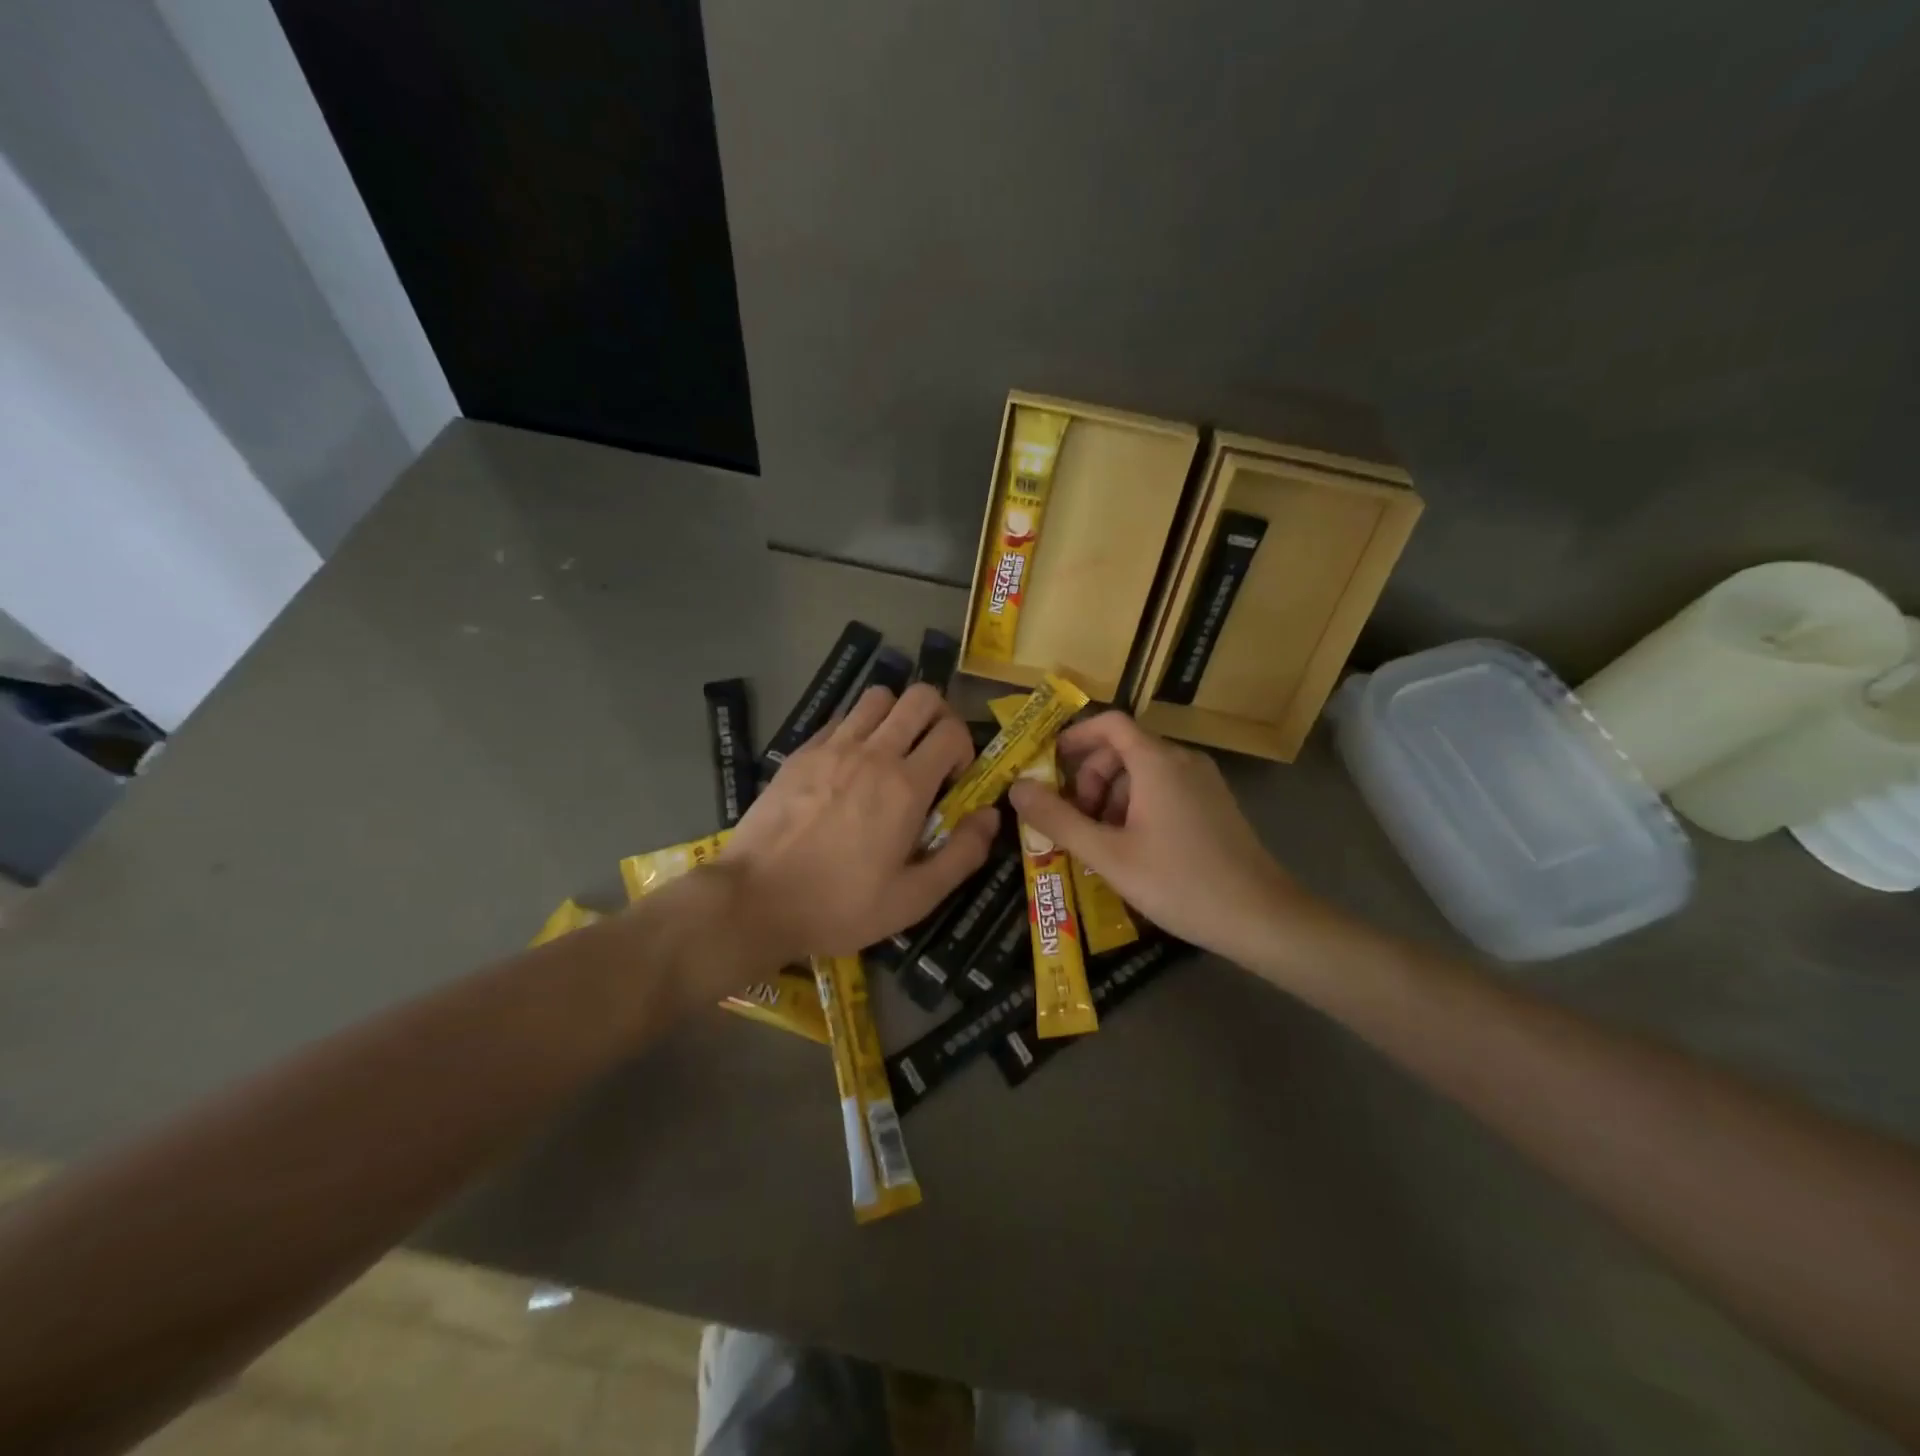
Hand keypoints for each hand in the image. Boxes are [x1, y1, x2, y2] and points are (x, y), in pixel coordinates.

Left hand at [719, 684, 997, 963]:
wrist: (755, 900)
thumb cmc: (840, 905)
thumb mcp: (914, 898)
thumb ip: (962, 854)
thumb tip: (991, 815)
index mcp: (906, 786)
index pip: (952, 731)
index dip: (965, 748)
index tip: (954, 780)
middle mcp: (872, 753)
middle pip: (920, 697)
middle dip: (938, 716)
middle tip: (931, 752)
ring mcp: (831, 747)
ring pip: (878, 697)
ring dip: (896, 715)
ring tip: (891, 752)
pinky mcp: (800, 752)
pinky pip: (840, 718)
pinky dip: (857, 728)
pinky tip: (849, 766)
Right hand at [1008, 711, 1319, 966]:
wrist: (1262, 918)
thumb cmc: (1179, 883)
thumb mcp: (1108, 855)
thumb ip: (1058, 820)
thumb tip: (1016, 788)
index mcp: (1157, 762)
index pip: (1109, 723)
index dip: (1074, 737)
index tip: (1047, 765)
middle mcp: (1182, 761)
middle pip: (1123, 749)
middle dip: (1089, 779)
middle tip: (1073, 820)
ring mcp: (1203, 782)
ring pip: (1143, 772)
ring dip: (1111, 797)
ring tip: (1100, 842)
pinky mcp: (1214, 804)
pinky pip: (1164, 789)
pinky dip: (1137, 806)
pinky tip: (1132, 849)